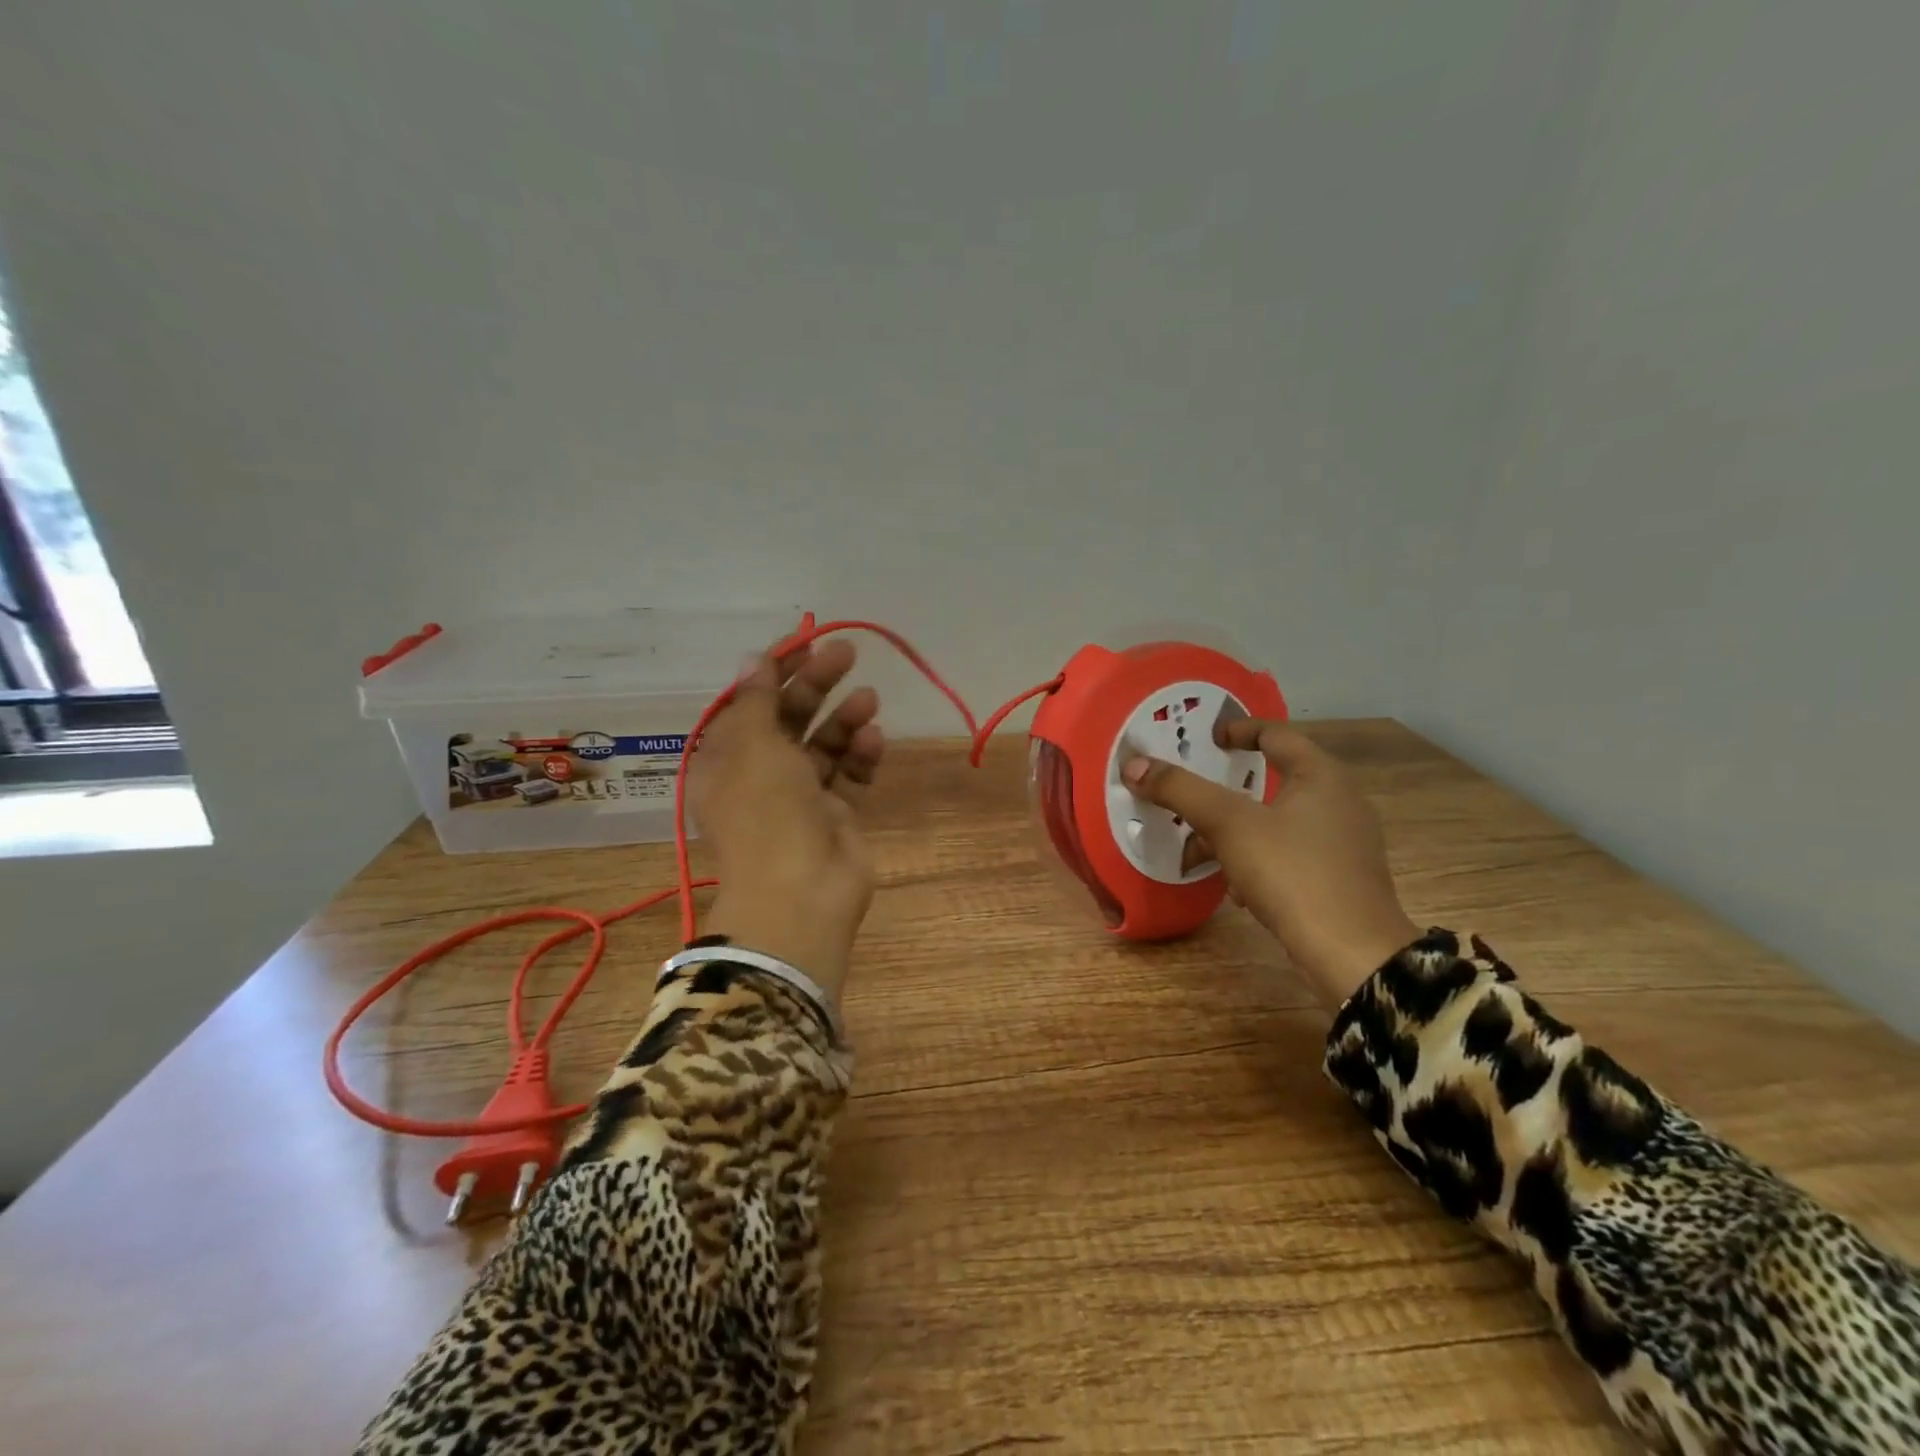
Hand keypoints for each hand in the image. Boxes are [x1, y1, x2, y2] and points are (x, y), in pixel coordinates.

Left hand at [688, 639, 884, 995]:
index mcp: (727, 756)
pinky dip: (860, 754)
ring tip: (868, 699)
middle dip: (816, 683)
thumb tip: (753, 658)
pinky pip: (848, 773)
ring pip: (823, 743)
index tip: (805, 641)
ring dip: (844, 717)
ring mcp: (800, 794)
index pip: (750, 700)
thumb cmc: (766, 811)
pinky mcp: (835, 812)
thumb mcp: (753, 745)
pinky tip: (873, 740)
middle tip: (847, 653)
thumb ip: (757, 699)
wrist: (801, 893)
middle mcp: (760, 772)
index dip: (775, 668)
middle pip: (789, 715)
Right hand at [1122, 721, 1419, 1009]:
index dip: (1240, 730)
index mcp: (1322, 776)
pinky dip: (1259, 862)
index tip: (1209, 738)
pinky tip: (1237, 890)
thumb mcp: (1229, 825)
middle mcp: (1340, 802)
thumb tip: (1134, 764)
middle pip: (1273, 782)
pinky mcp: (1341, 880)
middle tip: (1192, 799)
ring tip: (1201, 854)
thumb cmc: (1292, 872)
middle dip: (1226, 795)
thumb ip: (1181, 791)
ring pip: (1277, 824)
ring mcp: (1345, 844)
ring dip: (1236, 834)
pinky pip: (1290, 856)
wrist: (1351, 955)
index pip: (1277, 734)